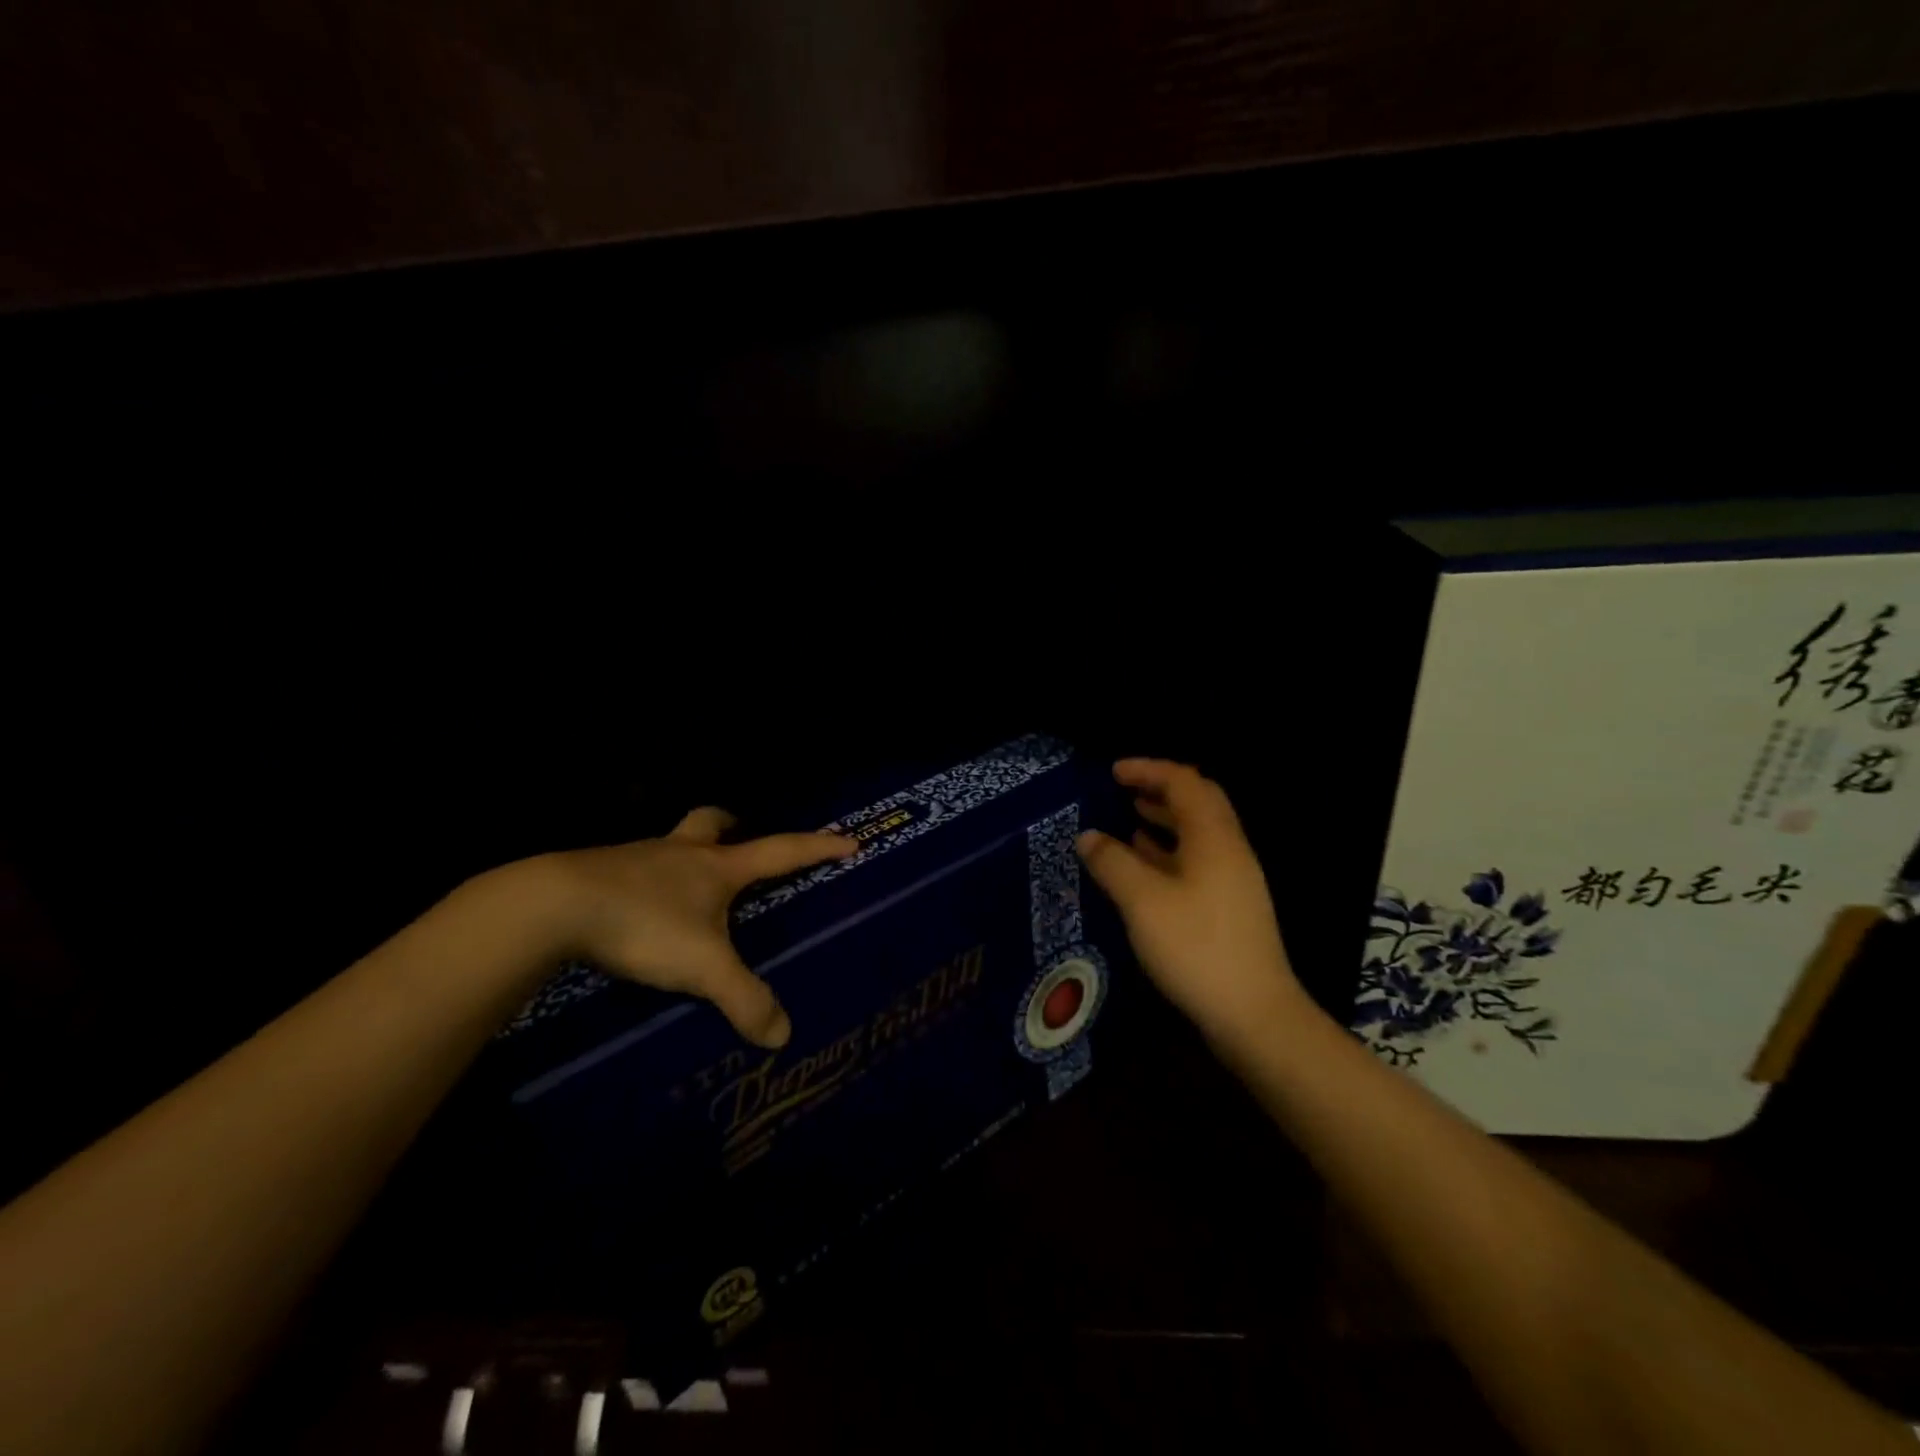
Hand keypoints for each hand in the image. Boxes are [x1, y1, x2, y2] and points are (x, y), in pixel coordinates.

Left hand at [534, 808, 855, 1047]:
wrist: (552, 906)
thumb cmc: (644, 924)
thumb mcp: (703, 967)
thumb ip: (745, 999)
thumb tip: (782, 1036)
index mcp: (717, 867)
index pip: (782, 851)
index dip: (818, 847)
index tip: (848, 840)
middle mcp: (681, 853)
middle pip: (712, 821)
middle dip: (731, 824)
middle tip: (739, 836)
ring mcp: (637, 858)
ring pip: (670, 843)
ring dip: (685, 853)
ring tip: (687, 884)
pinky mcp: (599, 873)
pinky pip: (633, 869)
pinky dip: (645, 881)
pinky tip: (638, 909)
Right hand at [1075, 759, 1311, 1045]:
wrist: (1254, 1014)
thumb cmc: (1196, 947)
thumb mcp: (1143, 901)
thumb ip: (1112, 862)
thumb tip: (1087, 836)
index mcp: (1214, 837)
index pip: (1184, 782)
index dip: (1149, 769)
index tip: (1113, 772)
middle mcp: (1229, 850)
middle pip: (1197, 802)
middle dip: (1159, 789)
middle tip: (1122, 790)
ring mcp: (1233, 880)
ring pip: (1197, 833)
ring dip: (1164, 819)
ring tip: (1128, 819)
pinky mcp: (1229, 907)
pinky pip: (1196, 860)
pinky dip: (1168, 851)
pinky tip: (1144, 865)